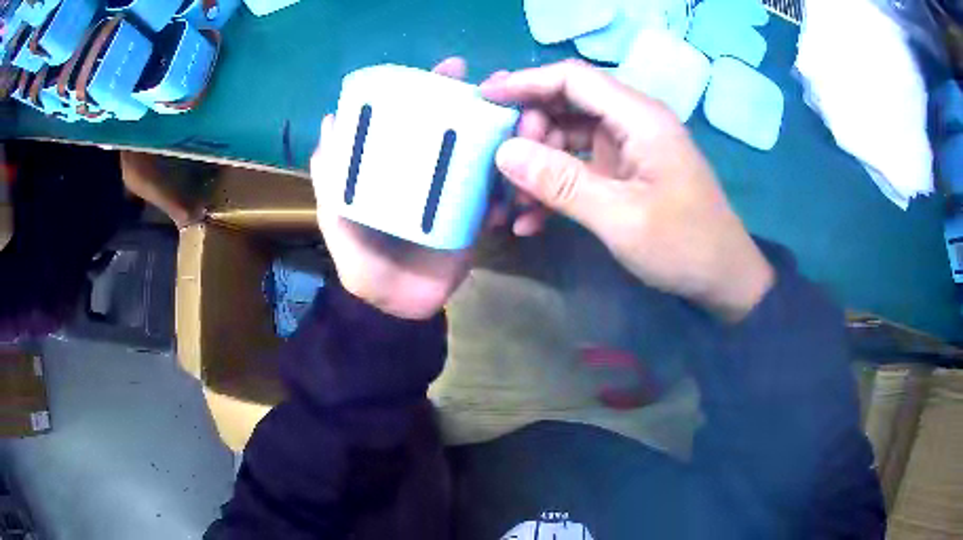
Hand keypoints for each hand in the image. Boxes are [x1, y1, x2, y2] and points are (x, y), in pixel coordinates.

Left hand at [311, 57, 519, 320]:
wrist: (396, 309)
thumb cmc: (363, 262)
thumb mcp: (338, 217)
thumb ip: (332, 177)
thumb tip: (331, 121)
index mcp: (397, 166)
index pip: (417, 118)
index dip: (433, 90)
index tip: (453, 69)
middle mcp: (429, 172)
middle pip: (457, 129)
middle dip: (479, 104)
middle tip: (499, 85)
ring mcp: (456, 194)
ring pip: (483, 154)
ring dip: (505, 133)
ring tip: (526, 117)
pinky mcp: (476, 217)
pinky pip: (498, 192)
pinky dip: (512, 176)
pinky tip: (528, 157)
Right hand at [481, 60, 773, 321]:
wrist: (723, 279)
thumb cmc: (683, 245)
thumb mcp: (621, 217)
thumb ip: (562, 182)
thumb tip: (503, 153)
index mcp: (639, 118)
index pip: (573, 79)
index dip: (526, 83)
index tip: (484, 98)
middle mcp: (632, 123)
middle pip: (567, 105)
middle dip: (528, 132)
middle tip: (502, 166)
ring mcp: (628, 149)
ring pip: (568, 138)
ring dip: (537, 165)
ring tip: (510, 200)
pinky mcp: (624, 174)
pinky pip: (579, 168)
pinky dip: (554, 187)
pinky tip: (531, 220)